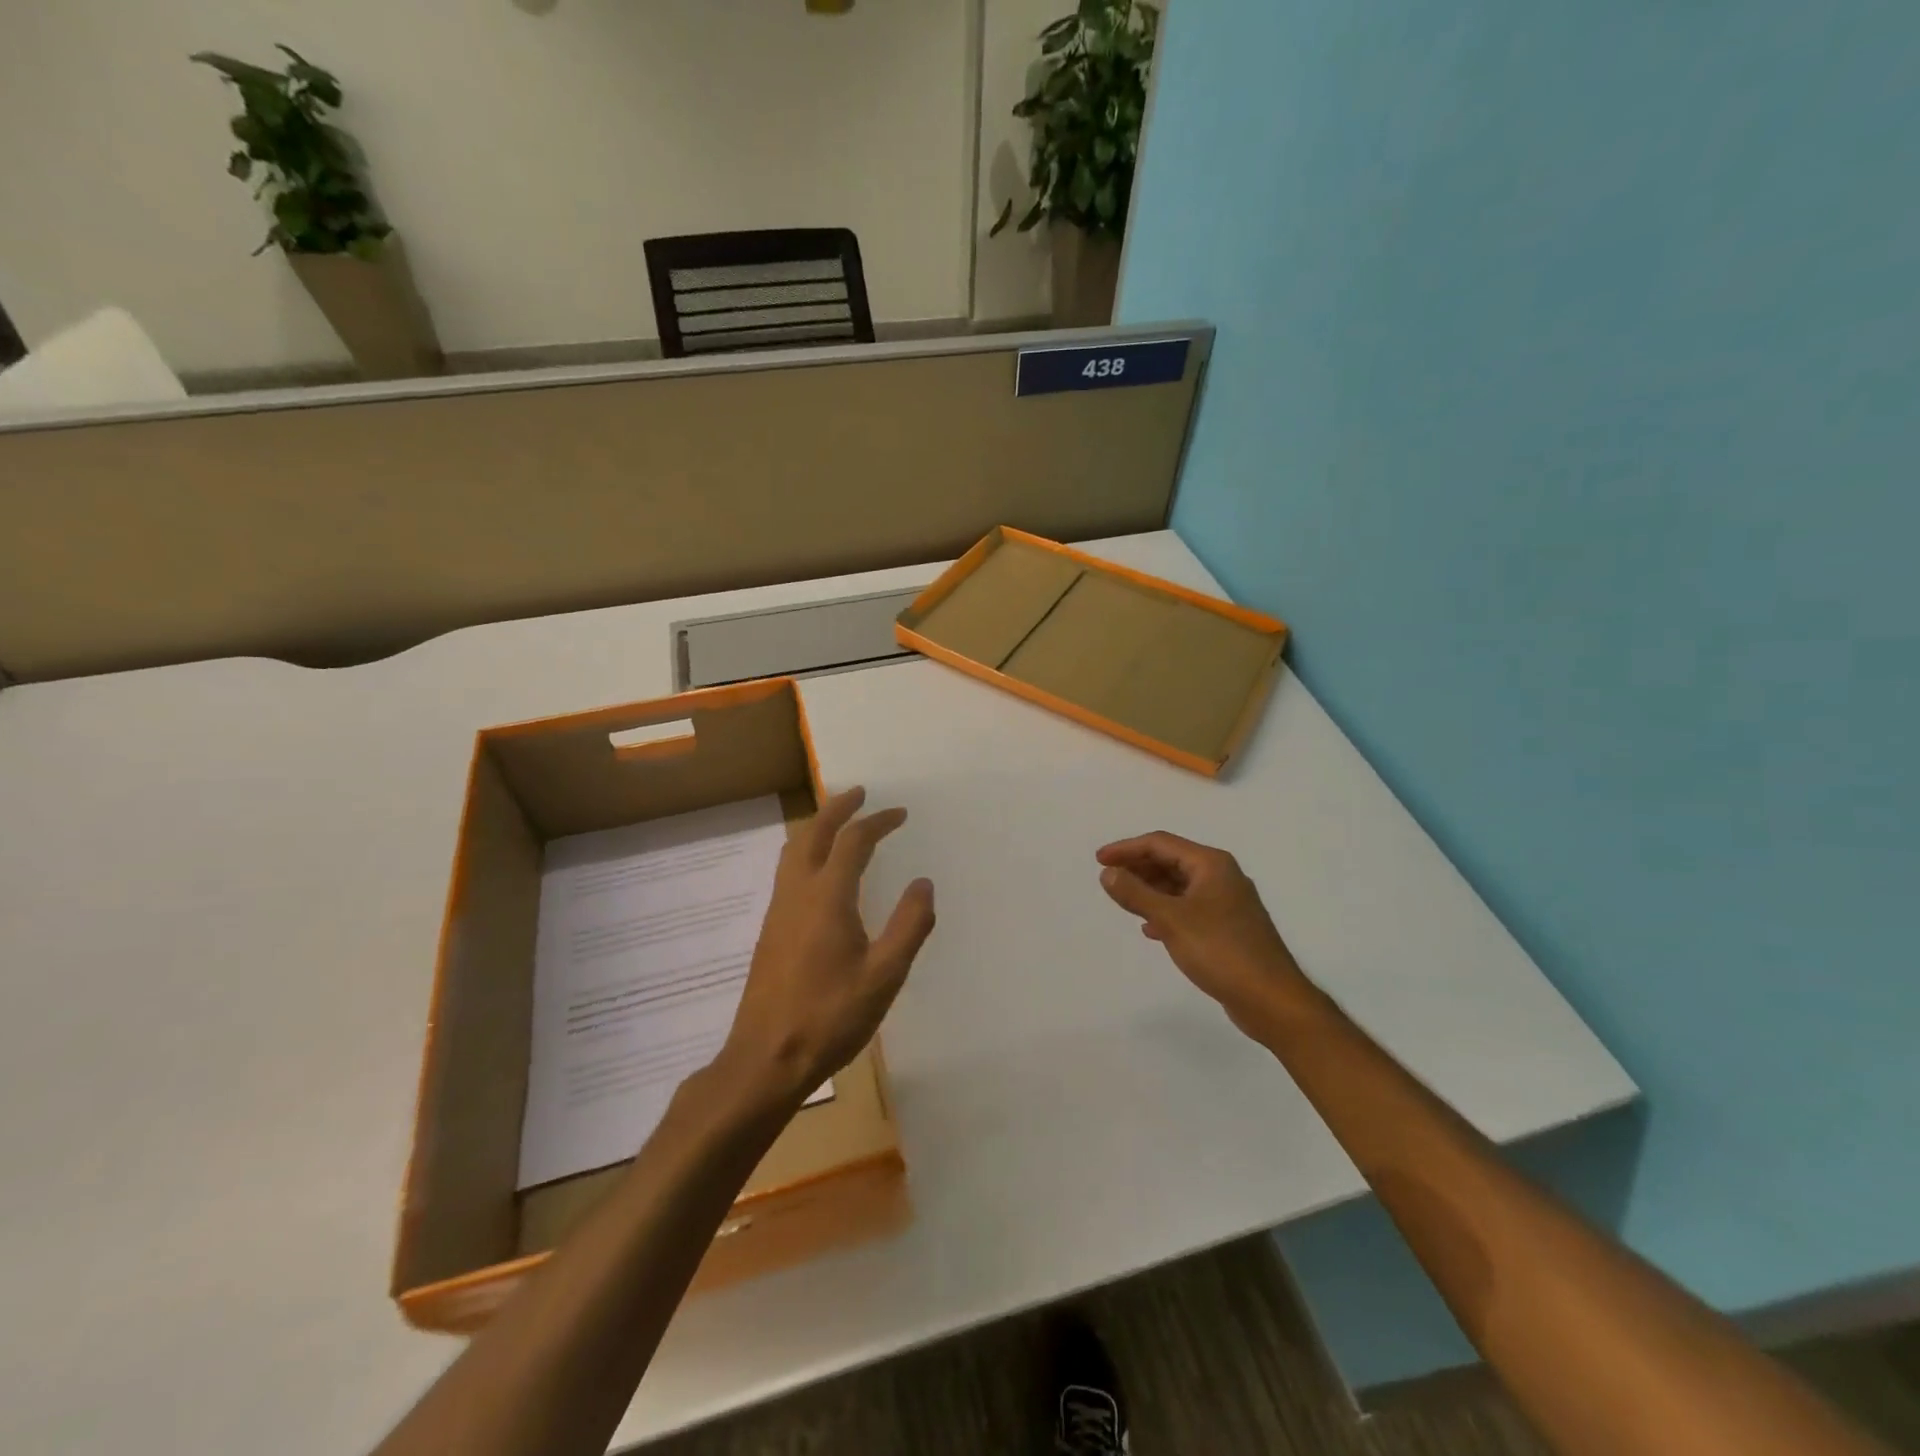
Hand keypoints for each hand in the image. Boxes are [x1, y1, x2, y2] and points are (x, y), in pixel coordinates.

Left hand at [721, 787, 934, 1104]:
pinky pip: (787, 871)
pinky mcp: (770, 930)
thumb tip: (923, 883)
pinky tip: (819, 873)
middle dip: (837, 808)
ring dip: (817, 827)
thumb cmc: (830, 1017)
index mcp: (828, 897)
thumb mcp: (884, 976)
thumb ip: (909, 925)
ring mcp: (778, 911)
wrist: (766, 1058)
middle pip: (813, 833)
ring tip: (837, 822)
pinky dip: (806, 851)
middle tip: (859, 793)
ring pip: (793, 850)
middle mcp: (798, 893)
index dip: (877, 821)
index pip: (853, 841)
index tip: (899, 813)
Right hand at [1096, 831, 1309, 1035]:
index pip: (1160, 843)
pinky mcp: (1228, 928)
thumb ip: (1136, 893)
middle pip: (1171, 860)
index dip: (1126, 849)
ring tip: (1124, 901)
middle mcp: (1222, 876)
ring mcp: (1227, 903)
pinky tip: (1150, 928)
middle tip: (1109, 879)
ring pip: (1180, 885)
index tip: (1099, 861)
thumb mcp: (1171, 919)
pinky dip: (1166, 911)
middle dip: (1138, 867)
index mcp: (1211, 864)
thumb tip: (1108, 873)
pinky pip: (1189, 908)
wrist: (1271, 999)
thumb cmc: (1220, 951)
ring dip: (1150, 890)